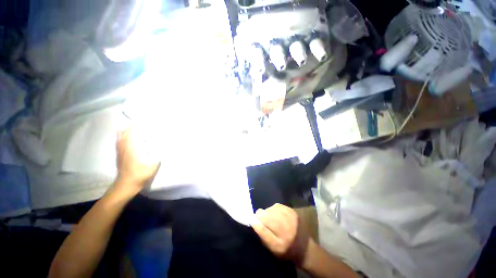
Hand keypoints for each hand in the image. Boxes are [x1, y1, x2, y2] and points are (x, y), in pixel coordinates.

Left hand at [115, 128, 159, 190]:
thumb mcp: (153, 164)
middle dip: (134, 127)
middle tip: (144, 126)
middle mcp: (124, 146)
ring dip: (128, 130)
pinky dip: (122, 136)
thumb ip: (157, 153)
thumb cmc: (141, 174)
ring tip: (136, 129)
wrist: (126, 185)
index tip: (148, 123)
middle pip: (126, 132)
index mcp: (133, 147)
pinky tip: (127, 137)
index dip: (140, 126)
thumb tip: (161, 144)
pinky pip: (118, 141)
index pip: (134, 132)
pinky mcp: (118, 154)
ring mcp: (120, 150)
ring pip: (120, 136)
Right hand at [251, 204, 310, 265]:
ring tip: (270, 218)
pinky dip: (274, 209)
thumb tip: (253, 220)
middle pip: (267, 214)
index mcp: (280, 240)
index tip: (254, 221)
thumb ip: (262, 234)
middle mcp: (286, 227)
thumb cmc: (286, 250)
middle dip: (261, 216)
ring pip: (271, 208)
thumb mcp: (272, 248)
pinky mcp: (292, 211)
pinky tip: (275, 214)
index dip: (256, 221)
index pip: (262, 225)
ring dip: (268, 212)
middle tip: (263, 221)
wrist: (304, 248)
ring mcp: (290, 217)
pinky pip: (277, 206)